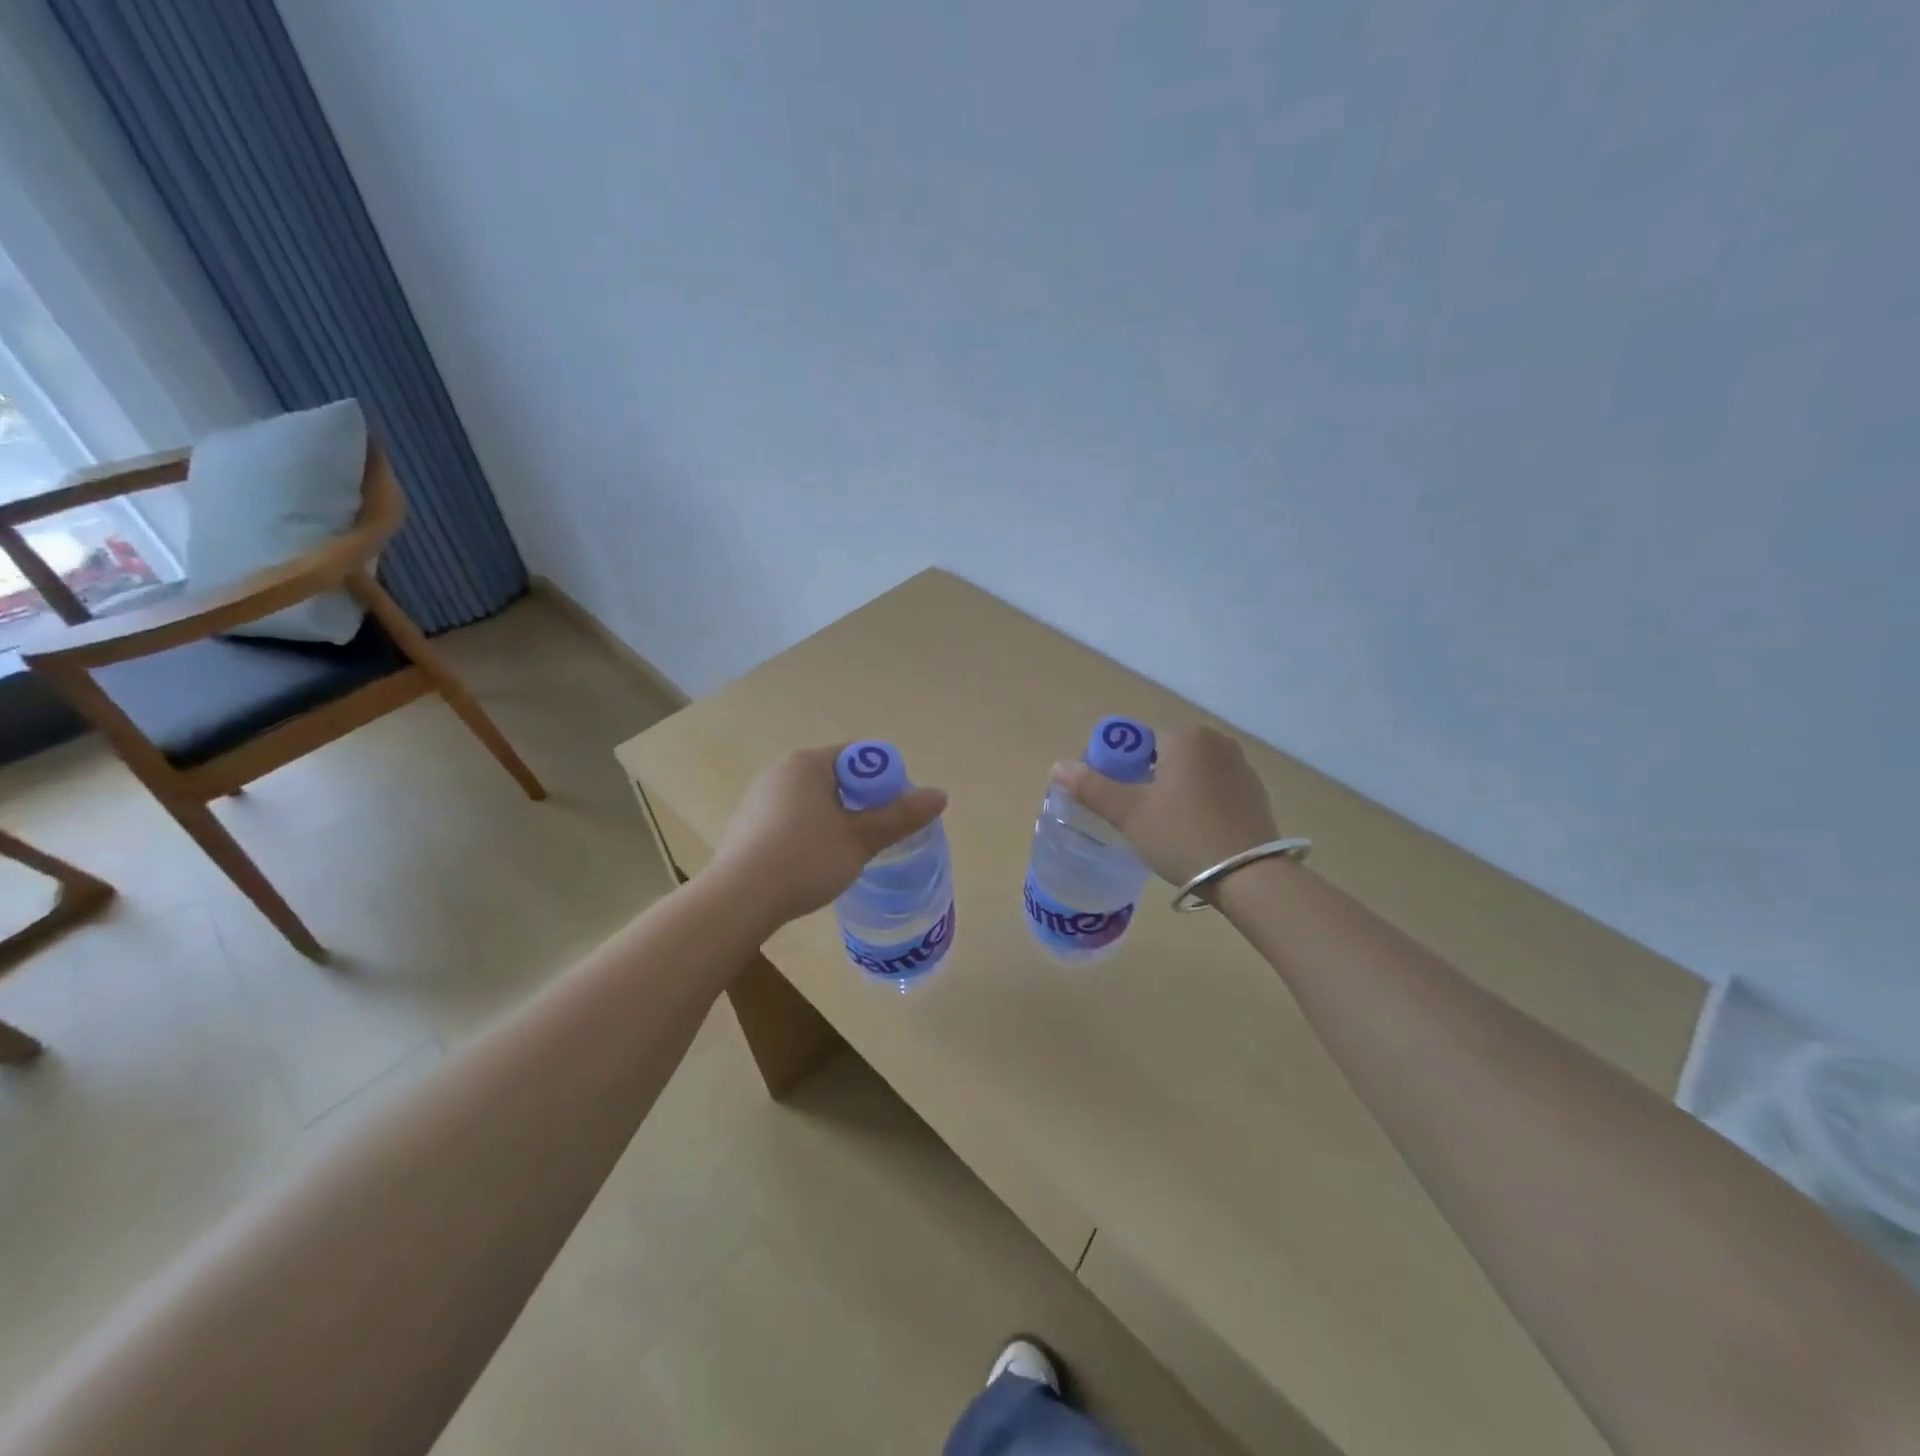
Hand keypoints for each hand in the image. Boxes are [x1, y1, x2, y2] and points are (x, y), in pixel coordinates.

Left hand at [709, 745, 948, 929]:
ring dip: (837, 819)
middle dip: (862, 802)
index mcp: (808, 763)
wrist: (739, 899)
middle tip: (879, 834)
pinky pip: (791, 819)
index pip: (859, 756)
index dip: (885, 780)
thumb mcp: (860, 839)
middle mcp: (781, 771)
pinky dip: (810, 833)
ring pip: (813, 801)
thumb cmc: (805, 859)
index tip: (896, 812)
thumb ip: (900, 816)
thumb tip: (940, 795)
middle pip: (837, 777)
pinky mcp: (747, 826)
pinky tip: (814, 863)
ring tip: (849, 853)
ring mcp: (760, 798)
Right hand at [1052, 724, 1278, 886]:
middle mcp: (1217, 742)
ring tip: (1167, 829)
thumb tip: (1057, 766)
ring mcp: (1241, 766)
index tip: (1118, 803)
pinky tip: (1196, 833)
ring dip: (1175, 792)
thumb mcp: (1130, 814)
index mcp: (1186, 737)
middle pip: (1165, 757)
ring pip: (1191, 774)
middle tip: (1138, 818)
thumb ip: (1092, 787)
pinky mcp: (1256, 793)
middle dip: (1148, 782)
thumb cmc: (1182, 836)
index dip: (1120, 771)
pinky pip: (1215, 790)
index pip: (1138, 744)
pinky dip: (1200, 803)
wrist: (1250, 876)